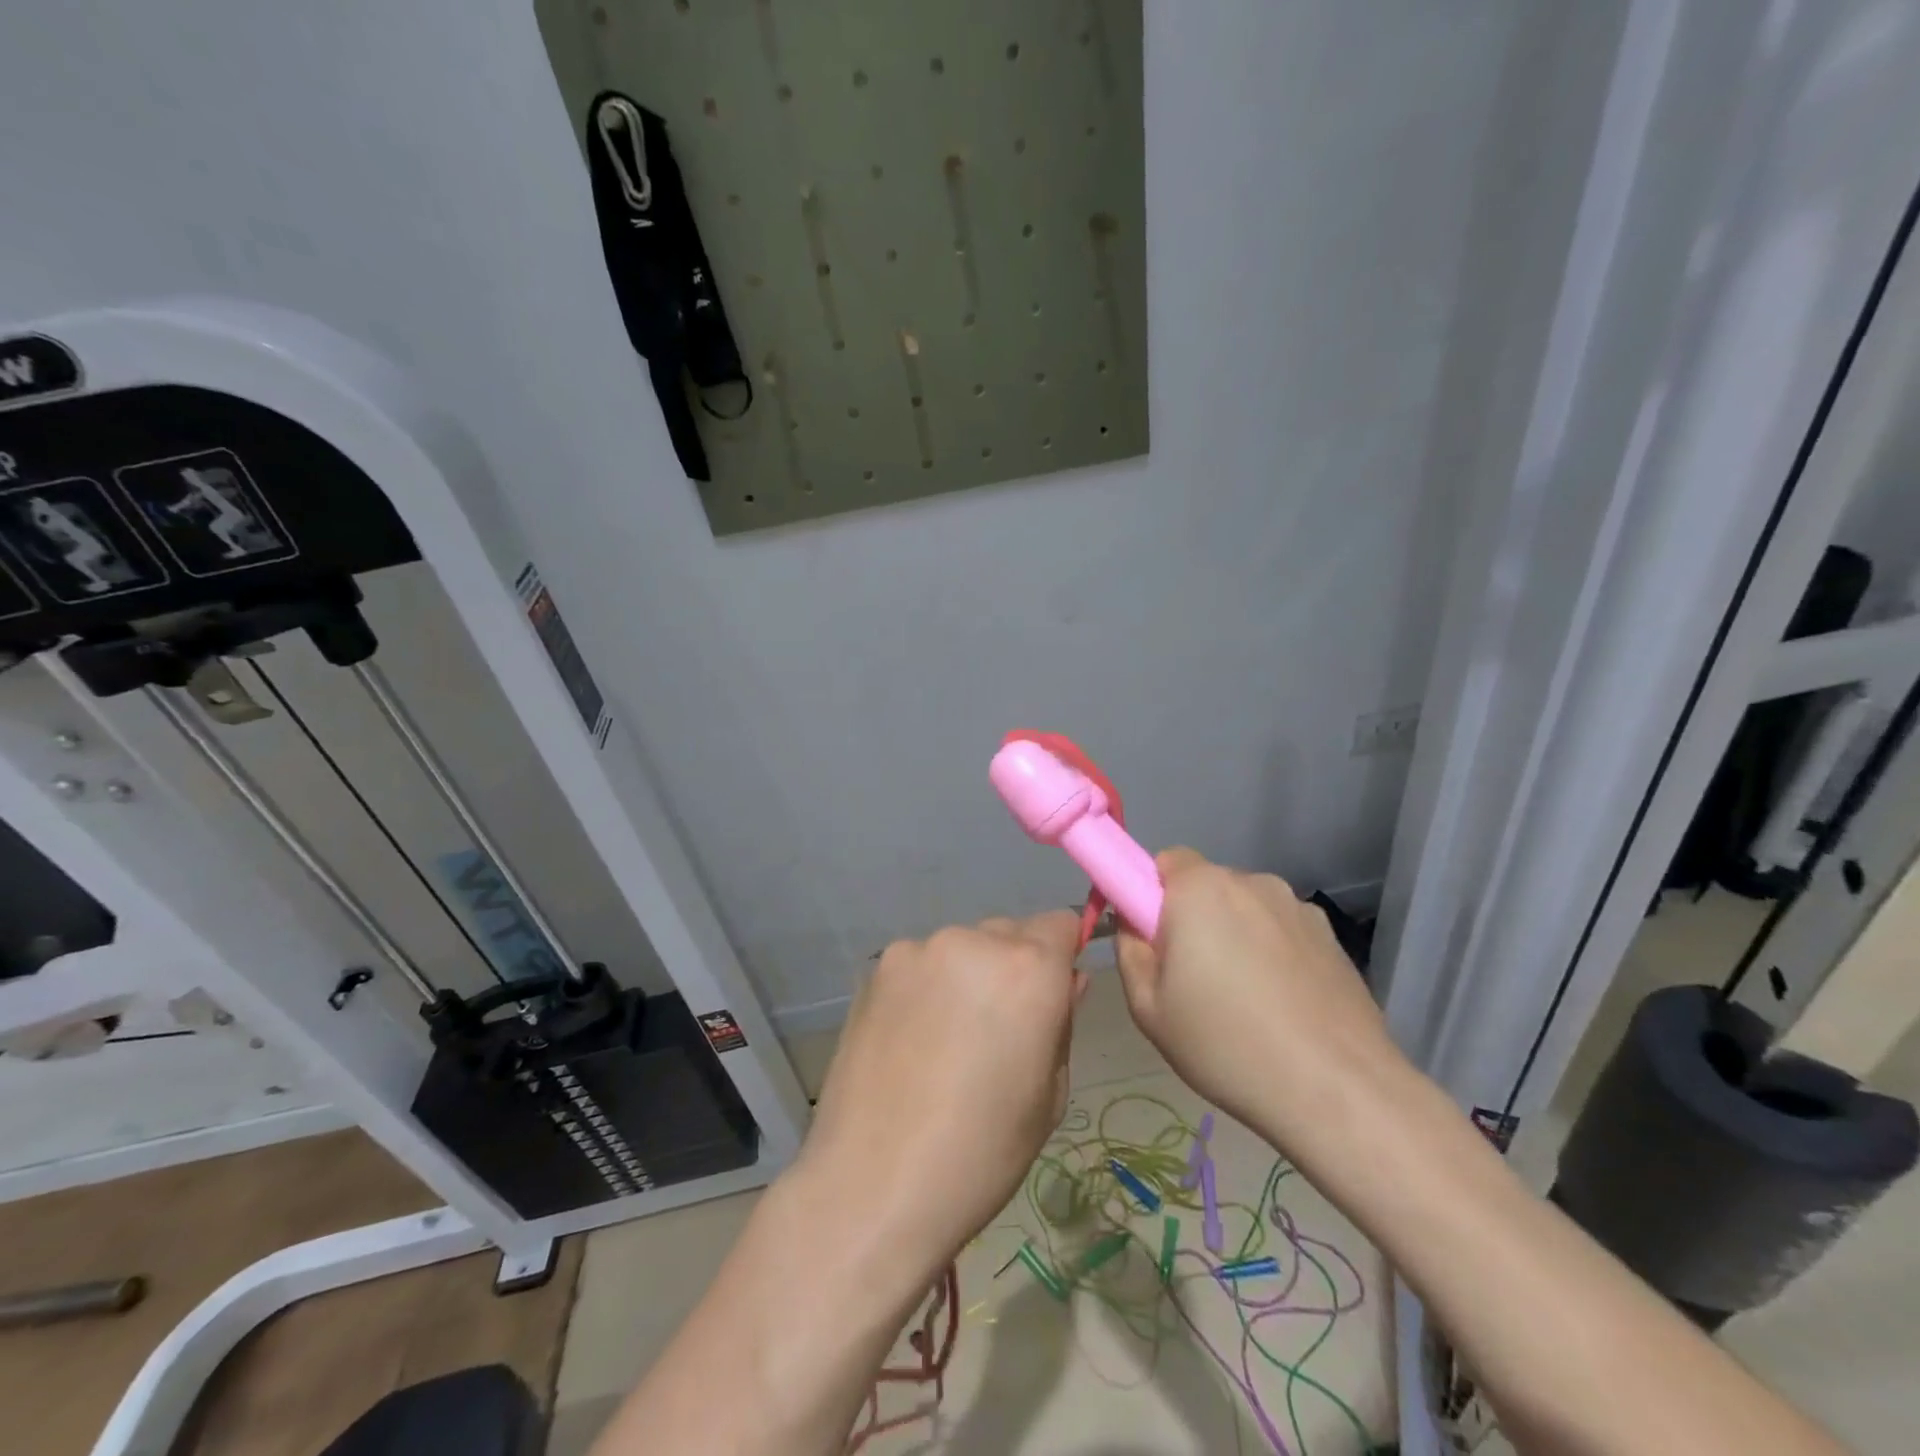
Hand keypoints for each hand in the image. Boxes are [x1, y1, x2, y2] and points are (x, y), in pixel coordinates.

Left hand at [795, 910, 1084, 1282]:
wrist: (874, 1186)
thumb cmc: (981, 1153)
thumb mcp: (1047, 1095)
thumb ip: (1061, 1022)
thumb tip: (1066, 981)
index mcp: (1028, 970)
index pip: (1061, 925)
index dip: (1061, 956)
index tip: (1051, 995)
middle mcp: (973, 942)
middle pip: (1009, 934)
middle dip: (1013, 967)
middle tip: (997, 1027)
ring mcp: (918, 950)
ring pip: (961, 948)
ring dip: (966, 976)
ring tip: (946, 1038)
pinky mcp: (876, 968)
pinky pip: (919, 965)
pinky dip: (925, 987)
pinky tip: (911, 1038)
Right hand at [1114, 849, 1398, 1150]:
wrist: (1337, 1089)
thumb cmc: (1226, 1044)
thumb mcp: (1148, 1008)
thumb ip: (1130, 950)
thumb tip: (1134, 922)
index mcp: (1199, 889)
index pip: (1163, 862)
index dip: (1151, 896)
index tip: (1155, 941)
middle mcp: (1250, 882)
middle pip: (1206, 886)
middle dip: (1193, 918)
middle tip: (1192, 979)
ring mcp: (1297, 907)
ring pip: (1246, 909)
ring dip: (1235, 935)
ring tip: (1244, 1000)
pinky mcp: (1330, 936)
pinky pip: (1281, 931)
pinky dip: (1273, 953)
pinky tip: (1282, 1005)